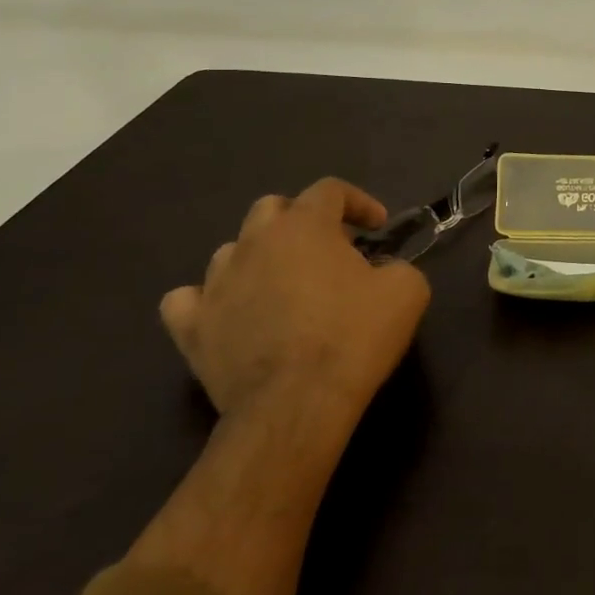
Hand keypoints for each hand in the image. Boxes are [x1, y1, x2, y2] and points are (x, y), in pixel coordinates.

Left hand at [160, 179, 430, 423]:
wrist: (297, 404)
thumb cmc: (354, 337)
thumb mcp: (407, 291)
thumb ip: (397, 265)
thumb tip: (382, 271)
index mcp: (305, 225)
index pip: (329, 190)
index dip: (358, 202)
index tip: (377, 228)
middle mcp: (254, 241)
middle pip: (273, 208)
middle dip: (302, 221)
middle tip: (329, 251)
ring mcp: (216, 283)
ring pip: (232, 250)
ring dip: (259, 258)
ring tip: (282, 285)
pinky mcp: (192, 327)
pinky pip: (186, 299)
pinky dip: (207, 300)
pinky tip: (227, 312)